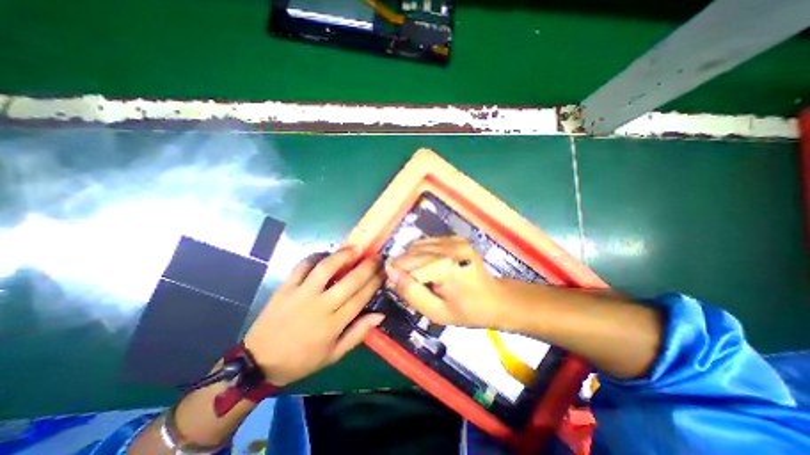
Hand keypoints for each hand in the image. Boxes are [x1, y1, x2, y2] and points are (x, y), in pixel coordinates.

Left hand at [241, 246, 382, 385]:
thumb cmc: (301, 360)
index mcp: (333, 324)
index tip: (384, 271)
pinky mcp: (285, 287)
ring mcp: (301, 294)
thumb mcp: (334, 355)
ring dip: (343, 255)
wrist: (258, 362)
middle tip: (376, 257)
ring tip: (356, 248)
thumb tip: (380, 315)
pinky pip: (303, 266)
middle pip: (350, 280)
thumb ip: (358, 334)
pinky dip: (316, 256)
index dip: (375, 282)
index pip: (361, 297)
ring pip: (326, 268)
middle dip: (367, 266)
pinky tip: (326, 255)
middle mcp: (320, 306)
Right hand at [386, 236, 504, 328]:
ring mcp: (454, 240)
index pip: (407, 265)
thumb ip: (411, 292)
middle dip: (403, 267)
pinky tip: (428, 265)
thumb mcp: (435, 312)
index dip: (397, 276)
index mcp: (445, 267)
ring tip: (419, 275)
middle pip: (411, 252)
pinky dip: (421, 253)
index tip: (396, 287)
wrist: (496, 299)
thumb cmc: (467, 311)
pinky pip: (428, 242)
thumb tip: (390, 272)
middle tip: (406, 283)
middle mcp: (449, 247)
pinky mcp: (456, 238)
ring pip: (417, 245)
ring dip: (411, 259)